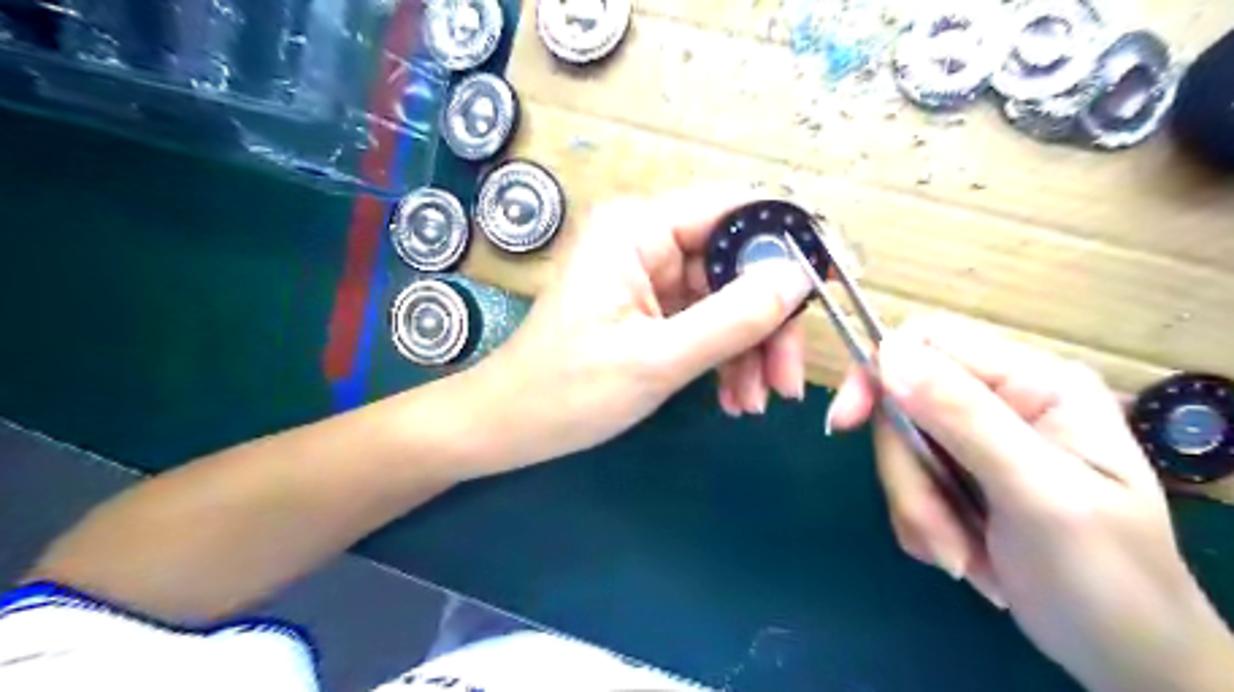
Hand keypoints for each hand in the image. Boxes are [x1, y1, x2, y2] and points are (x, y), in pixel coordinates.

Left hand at [459, 185, 817, 474]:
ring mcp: (650, 275)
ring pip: (729, 298)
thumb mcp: (657, 358)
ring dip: (751, 348)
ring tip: (757, 401)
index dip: (791, 240)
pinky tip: (734, 398)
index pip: (737, 209)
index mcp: (638, 228)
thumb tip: (800, 277)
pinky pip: (707, 321)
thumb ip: (733, 317)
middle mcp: (647, 238)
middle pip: (738, 263)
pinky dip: (726, 357)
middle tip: (788, 381)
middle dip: (769, 322)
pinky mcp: (651, 307)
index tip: (835, 283)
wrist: (512, 426)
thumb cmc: (569, 391)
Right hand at [828, 314, 1233, 691]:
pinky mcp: (958, 473)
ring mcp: (977, 437)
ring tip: (961, 556)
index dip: (877, 373)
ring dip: (916, 508)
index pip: (928, 342)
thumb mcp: (1038, 493)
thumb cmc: (1104, 577)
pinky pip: (904, 481)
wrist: (1122, 655)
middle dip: (909, 475)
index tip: (845, 424)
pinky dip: (919, 522)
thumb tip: (887, 354)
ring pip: (899, 450)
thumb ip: (964, 417)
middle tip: (941, 536)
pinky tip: (960, 553)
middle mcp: (1001, 399)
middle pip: (903, 405)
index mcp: (1035, 383)